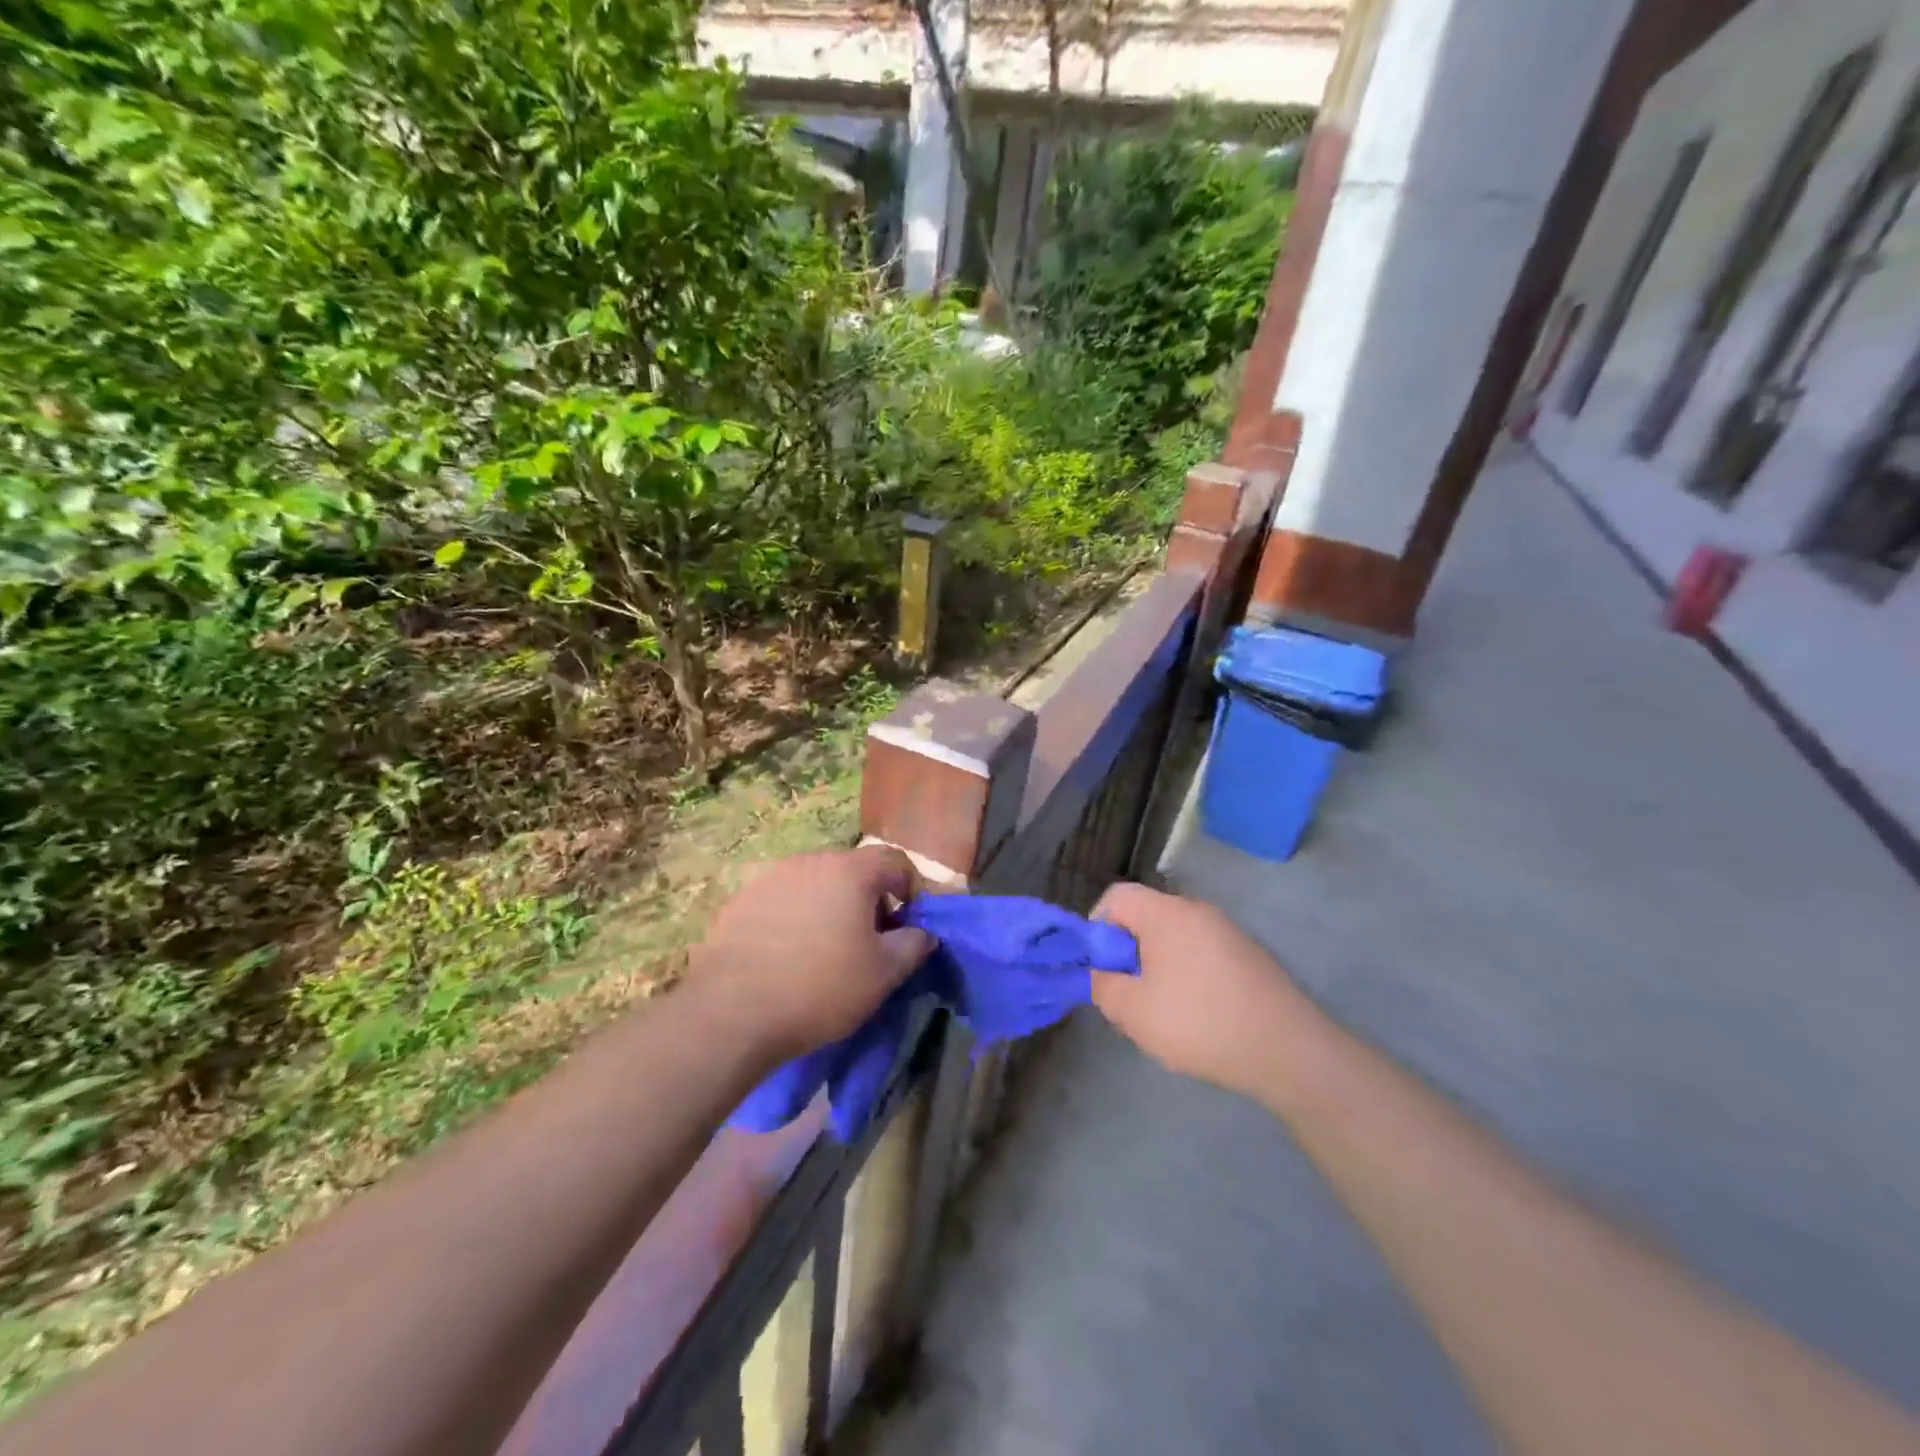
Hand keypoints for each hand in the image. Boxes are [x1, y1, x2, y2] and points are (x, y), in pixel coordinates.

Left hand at [691, 846, 935, 1059]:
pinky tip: (786, 956)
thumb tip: (923, 933)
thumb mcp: (883, 974)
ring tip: (824, 950)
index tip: (908, 924)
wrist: (731, 1012)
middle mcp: (809, 861)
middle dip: (868, 900)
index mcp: (850, 871)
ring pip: (814, 884)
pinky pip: (780, 901)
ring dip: (828, 908)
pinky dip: (793, 918)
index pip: (894, 861)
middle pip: (852, 871)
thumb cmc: (820, 987)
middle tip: (869, 942)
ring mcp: (769, 878)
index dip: (910, 888)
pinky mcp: (739, 901)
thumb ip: (913, 946)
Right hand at [1089, 882, 1308, 1094]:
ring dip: (1159, 965)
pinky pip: (1203, 952)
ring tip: (1163, 1009)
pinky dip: (1190, 974)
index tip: (1100, 966)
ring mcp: (1229, 931)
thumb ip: (1103, 986)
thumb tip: (1100, 973)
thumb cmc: (1200, 1023)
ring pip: (1176, 937)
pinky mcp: (1250, 955)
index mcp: (1167, 914)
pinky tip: (1200, 1015)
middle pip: (1147, 916)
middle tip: (1128, 992)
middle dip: (1128, 950)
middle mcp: (1198, 911)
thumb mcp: (1133, 1012)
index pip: (1117, 896)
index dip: (1097, 925)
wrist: (1289, 1051)